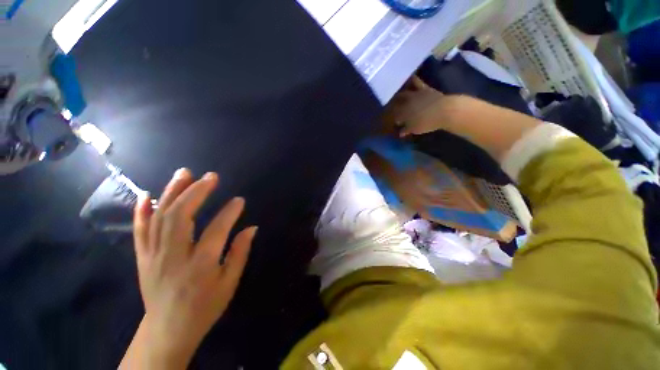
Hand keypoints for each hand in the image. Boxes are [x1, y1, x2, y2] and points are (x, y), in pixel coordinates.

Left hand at [130, 169, 256, 367]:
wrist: (168, 330)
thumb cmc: (204, 307)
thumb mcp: (229, 283)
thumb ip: (240, 253)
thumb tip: (252, 228)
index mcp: (200, 266)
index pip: (217, 230)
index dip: (230, 212)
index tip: (239, 199)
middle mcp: (173, 256)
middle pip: (181, 217)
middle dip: (197, 192)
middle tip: (211, 176)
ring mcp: (153, 256)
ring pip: (159, 218)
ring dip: (172, 192)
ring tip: (184, 173)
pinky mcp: (142, 257)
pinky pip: (139, 230)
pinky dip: (141, 211)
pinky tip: (147, 195)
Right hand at [389, 76, 449, 136]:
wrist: (445, 111)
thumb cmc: (428, 123)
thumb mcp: (415, 129)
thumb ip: (406, 130)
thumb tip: (400, 132)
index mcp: (403, 113)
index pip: (394, 115)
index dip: (393, 118)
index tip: (394, 121)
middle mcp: (406, 103)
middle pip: (396, 104)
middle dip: (393, 106)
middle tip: (393, 109)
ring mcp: (414, 94)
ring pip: (402, 93)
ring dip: (398, 94)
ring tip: (396, 95)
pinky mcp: (424, 88)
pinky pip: (416, 82)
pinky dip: (412, 80)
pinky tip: (409, 77)